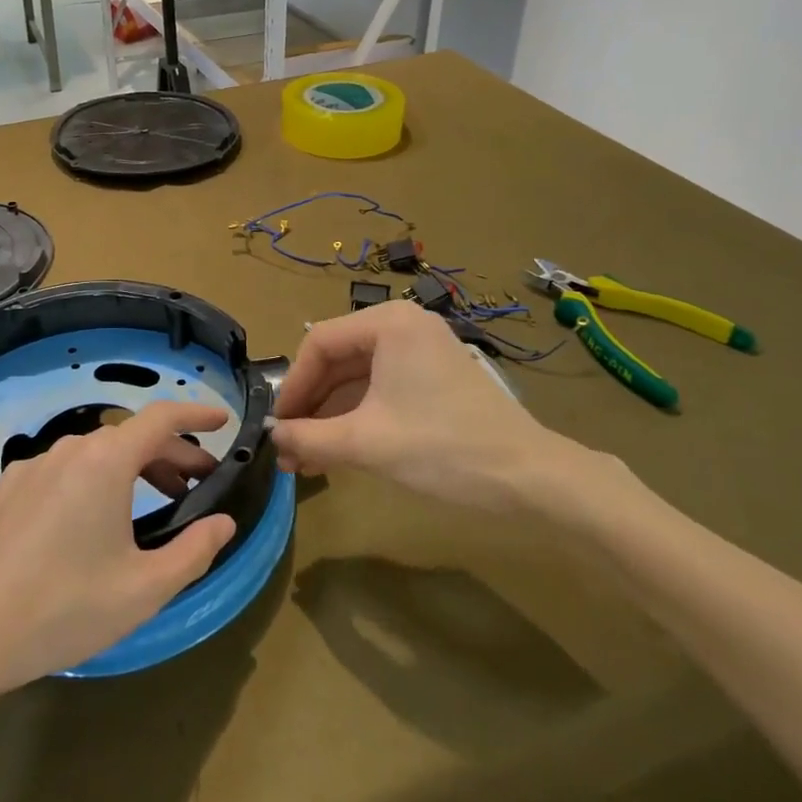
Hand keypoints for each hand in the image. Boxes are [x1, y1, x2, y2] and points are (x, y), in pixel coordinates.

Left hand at [0, 402, 236, 698]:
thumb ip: (194, 551)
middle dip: (168, 455)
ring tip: (145, 506)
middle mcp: (67, 451)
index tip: (221, 422)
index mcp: (106, 462)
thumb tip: (224, 523)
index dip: (196, 416)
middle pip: (129, 438)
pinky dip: (86, 484)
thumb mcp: (144, 589)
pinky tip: (82, 526)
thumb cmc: (66, 608)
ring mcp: (27, 469)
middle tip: (193, 484)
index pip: (162, 418)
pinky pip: (56, 476)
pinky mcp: (0, 493)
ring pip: (91, 456)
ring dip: (128, 470)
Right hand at [272, 300, 612, 517]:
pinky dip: (358, 418)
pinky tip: (338, 451)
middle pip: (338, 360)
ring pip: (358, 378)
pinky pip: (382, 389)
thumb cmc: (443, 448)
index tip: (275, 426)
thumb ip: (309, 438)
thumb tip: (271, 439)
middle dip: (311, 406)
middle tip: (288, 448)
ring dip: (330, 416)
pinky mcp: (434, 377)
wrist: (531, 478)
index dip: (292, 387)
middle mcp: (403, 325)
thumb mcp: (366, 443)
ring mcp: (422, 351)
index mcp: (388, 323)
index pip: (319, 344)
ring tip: (306, 460)